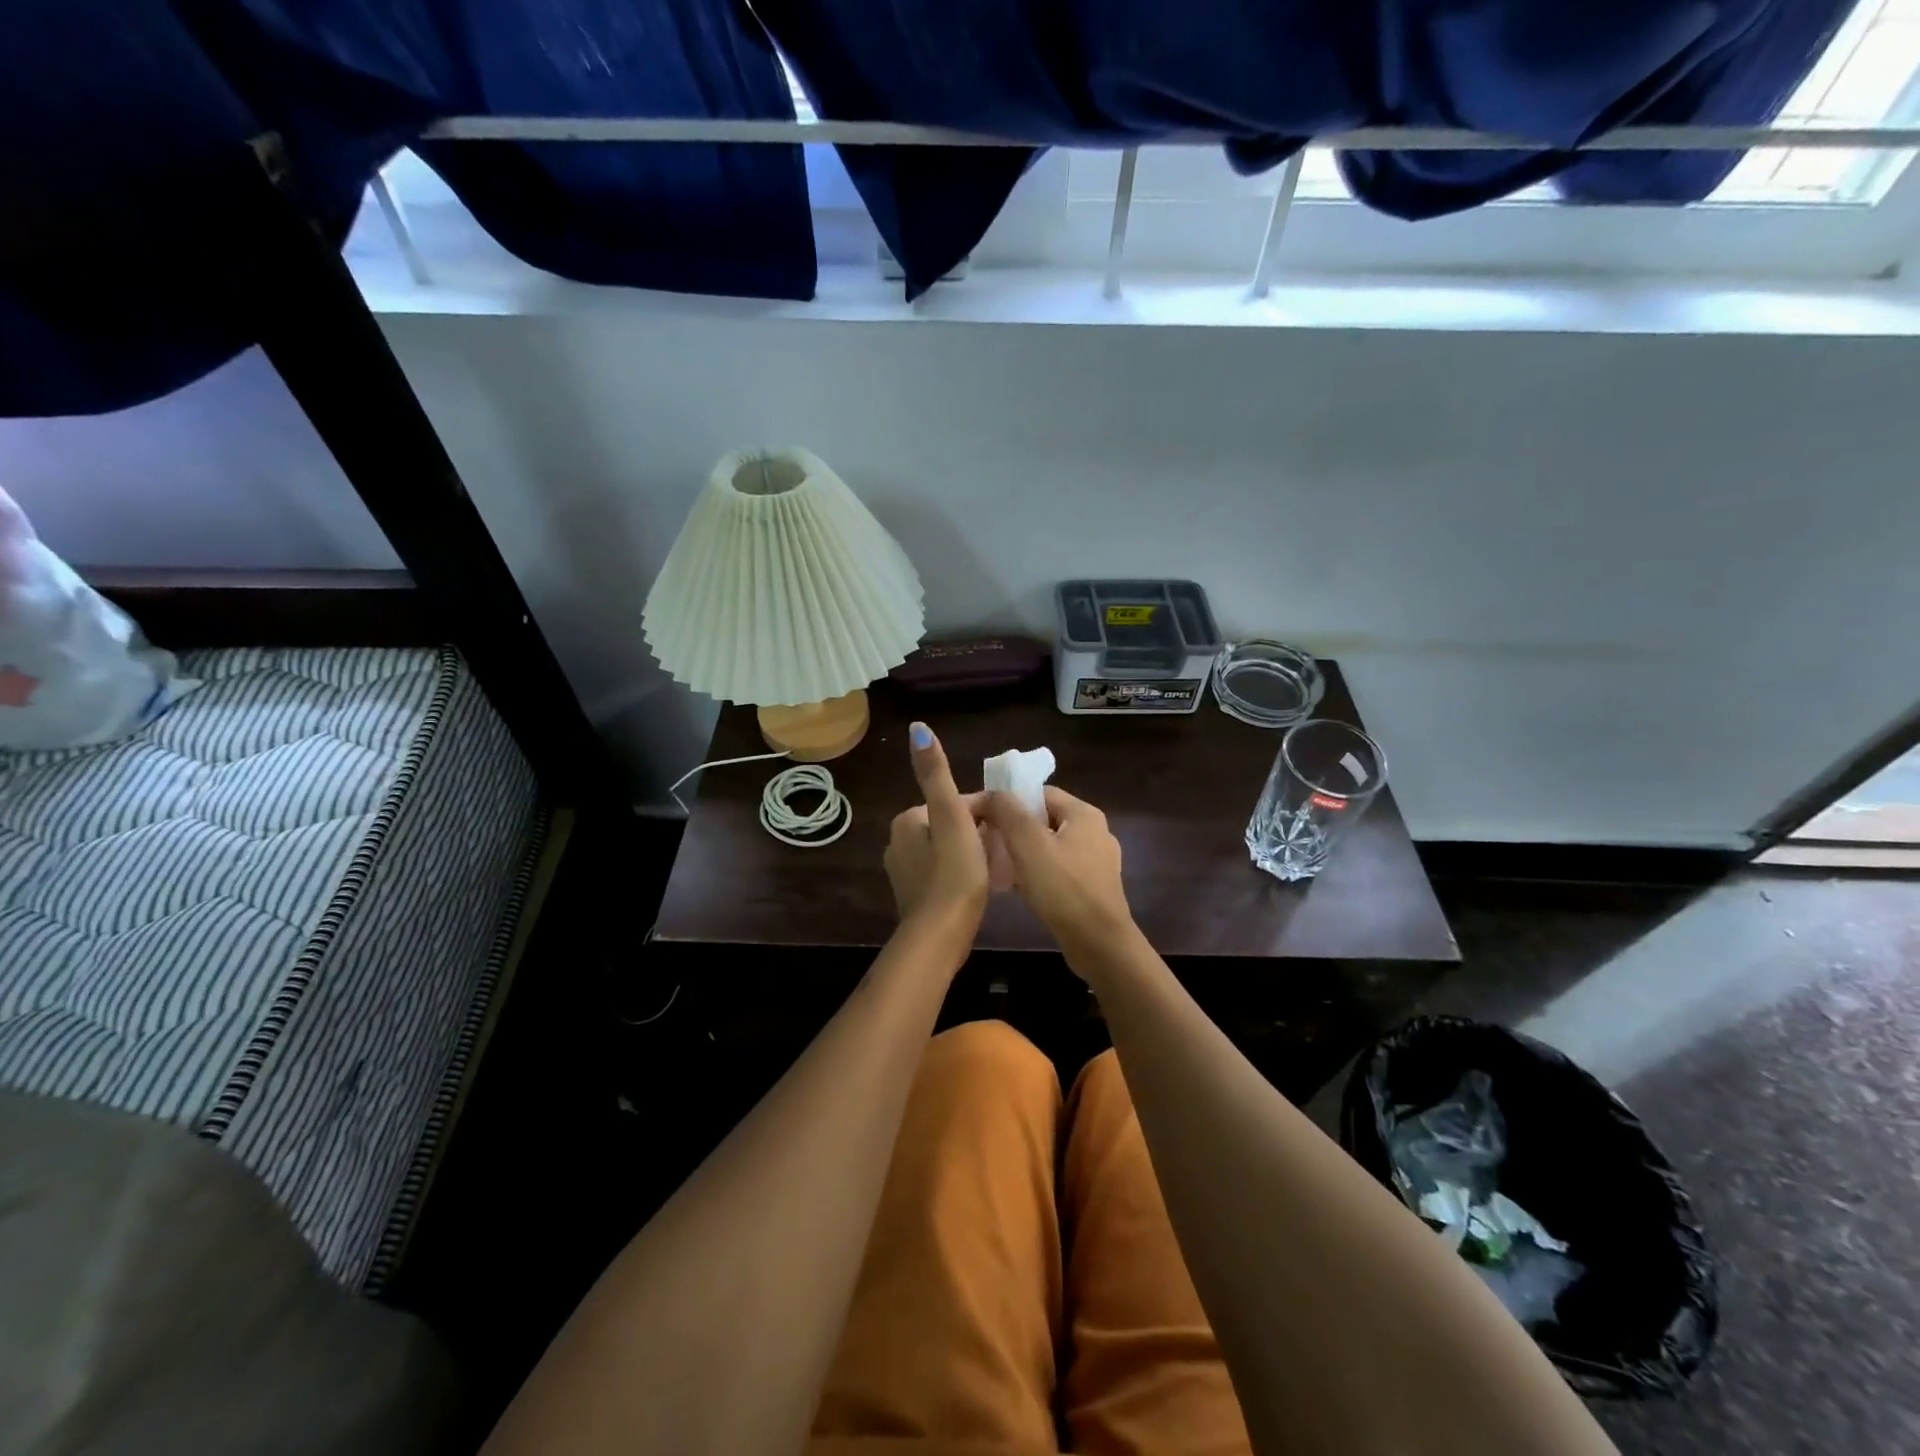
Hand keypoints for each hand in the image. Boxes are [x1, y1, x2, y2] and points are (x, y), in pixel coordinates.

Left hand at [884, 722, 990, 940]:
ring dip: (975, 852)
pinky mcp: (916, 897)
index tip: (1009, 827)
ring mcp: (905, 873)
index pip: (957, 802)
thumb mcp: (951, 817)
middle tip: (1007, 848)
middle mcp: (898, 842)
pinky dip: (964, 873)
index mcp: (907, 820)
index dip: (986, 811)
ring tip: (1000, 867)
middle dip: (980, 832)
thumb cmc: (952, 873)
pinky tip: (982, 886)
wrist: (939, 936)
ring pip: (950, 849)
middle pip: (953, 825)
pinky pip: (946, 873)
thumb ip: (936, 775)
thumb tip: (917, 728)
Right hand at [980, 786, 1133, 962]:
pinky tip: (1019, 889)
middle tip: (986, 843)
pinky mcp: (1094, 888)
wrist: (1099, 944)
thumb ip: (1006, 811)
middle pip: (1044, 819)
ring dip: (1024, 853)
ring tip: (998, 867)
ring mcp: (1098, 862)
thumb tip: (988, 794)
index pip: (1039, 793)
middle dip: (1013, 829)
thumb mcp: (1028, 844)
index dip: (1008, 801)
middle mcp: (1096, 832)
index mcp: (1084, 814)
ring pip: (1051, 846)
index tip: (983, 817)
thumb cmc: (1063, 888)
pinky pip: (1059, 870)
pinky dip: (1038, 873)